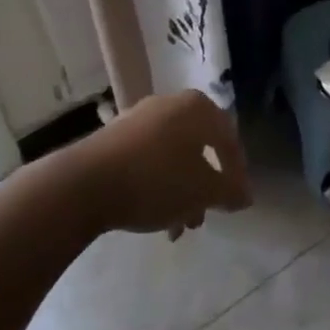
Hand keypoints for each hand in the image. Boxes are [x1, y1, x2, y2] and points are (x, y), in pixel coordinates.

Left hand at [78, 89, 253, 236]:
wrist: (84, 183)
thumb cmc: (156, 180)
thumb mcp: (202, 191)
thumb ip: (230, 192)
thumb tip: (245, 195)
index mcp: (198, 108)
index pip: (229, 139)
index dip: (236, 173)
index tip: (234, 202)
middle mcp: (172, 103)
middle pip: (199, 148)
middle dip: (204, 187)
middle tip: (201, 217)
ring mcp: (140, 117)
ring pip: (173, 156)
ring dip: (181, 190)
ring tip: (175, 225)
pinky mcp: (115, 135)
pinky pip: (148, 157)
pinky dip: (157, 182)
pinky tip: (151, 212)